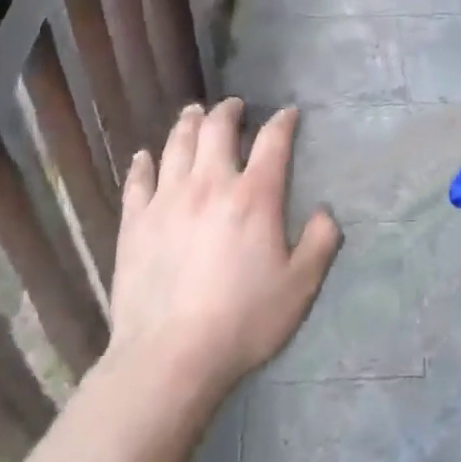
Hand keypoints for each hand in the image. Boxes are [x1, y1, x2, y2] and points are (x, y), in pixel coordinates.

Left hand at [105, 99, 342, 401]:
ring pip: (176, 144)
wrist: (171, 355)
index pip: (272, 142)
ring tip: (193, 113)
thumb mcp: (300, 287)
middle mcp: (210, 184)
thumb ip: (319, 243)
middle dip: (228, 111)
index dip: (283, 122)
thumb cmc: (243, 321)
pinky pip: (138, 179)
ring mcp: (167, 200)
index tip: (288, 113)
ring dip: (188, 123)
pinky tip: (144, 156)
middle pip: (217, 129)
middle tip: (234, 106)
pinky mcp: (135, 221)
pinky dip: (143, 162)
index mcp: (254, 197)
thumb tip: (324, 213)